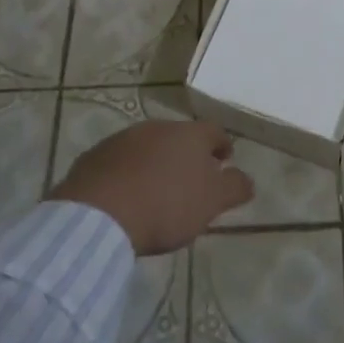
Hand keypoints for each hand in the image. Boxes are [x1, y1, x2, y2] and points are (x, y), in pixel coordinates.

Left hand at [49, 120, 253, 255]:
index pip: (214, 132)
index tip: (225, 162)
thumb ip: (234, 188)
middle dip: (187, 155)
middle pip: (180, 137)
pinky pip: (119, 162)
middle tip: (191, 181)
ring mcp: (123, 139)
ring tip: (157, 190)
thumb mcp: (211, 202)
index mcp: (189, 134)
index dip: (222, 146)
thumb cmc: (166, 205)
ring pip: (148, 147)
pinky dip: (128, 173)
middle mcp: (157, 127)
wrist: (100, 215)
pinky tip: (126, 197)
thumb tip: (248, 179)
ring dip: (156, 163)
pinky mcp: (95, 156)